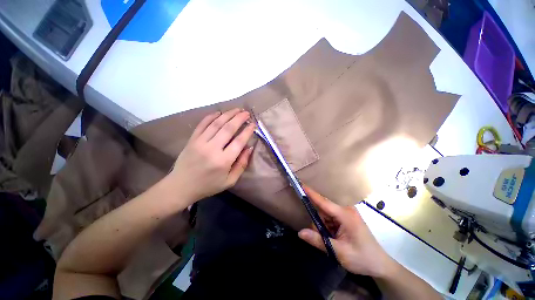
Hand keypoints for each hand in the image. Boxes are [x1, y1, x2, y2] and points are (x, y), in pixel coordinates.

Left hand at [168, 108, 254, 202]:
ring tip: (236, 110)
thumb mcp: (230, 181)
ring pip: (216, 124)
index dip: (247, 131)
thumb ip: (242, 164)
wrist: (181, 186)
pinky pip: (202, 124)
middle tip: (247, 113)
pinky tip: (219, 113)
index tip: (253, 124)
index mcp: (223, 161)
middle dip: (239, 118)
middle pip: (228, 129)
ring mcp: (200, 142)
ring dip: (228, 114)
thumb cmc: (208, 185)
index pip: (239, 141)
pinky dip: (211, 117)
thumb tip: (250, 148)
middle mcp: (212, 149)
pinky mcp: (192, 140)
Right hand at [298, 185, 395, 277]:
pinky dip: (328, 228)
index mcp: (345, 215)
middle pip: (323, 211)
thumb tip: (300, 233)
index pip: (323, 202)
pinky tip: (335, 238)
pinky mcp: (346, 218)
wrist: (380, 265)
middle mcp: (345, 210)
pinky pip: (330, 219)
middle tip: (324, 239)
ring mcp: (346, 213)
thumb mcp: (339, 252)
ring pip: (325, 216)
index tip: (301, 184)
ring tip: (333, 242)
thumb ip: (318, 241)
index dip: (311, 193)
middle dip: (319, 224)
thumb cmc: (362, 258)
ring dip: (324, 227)